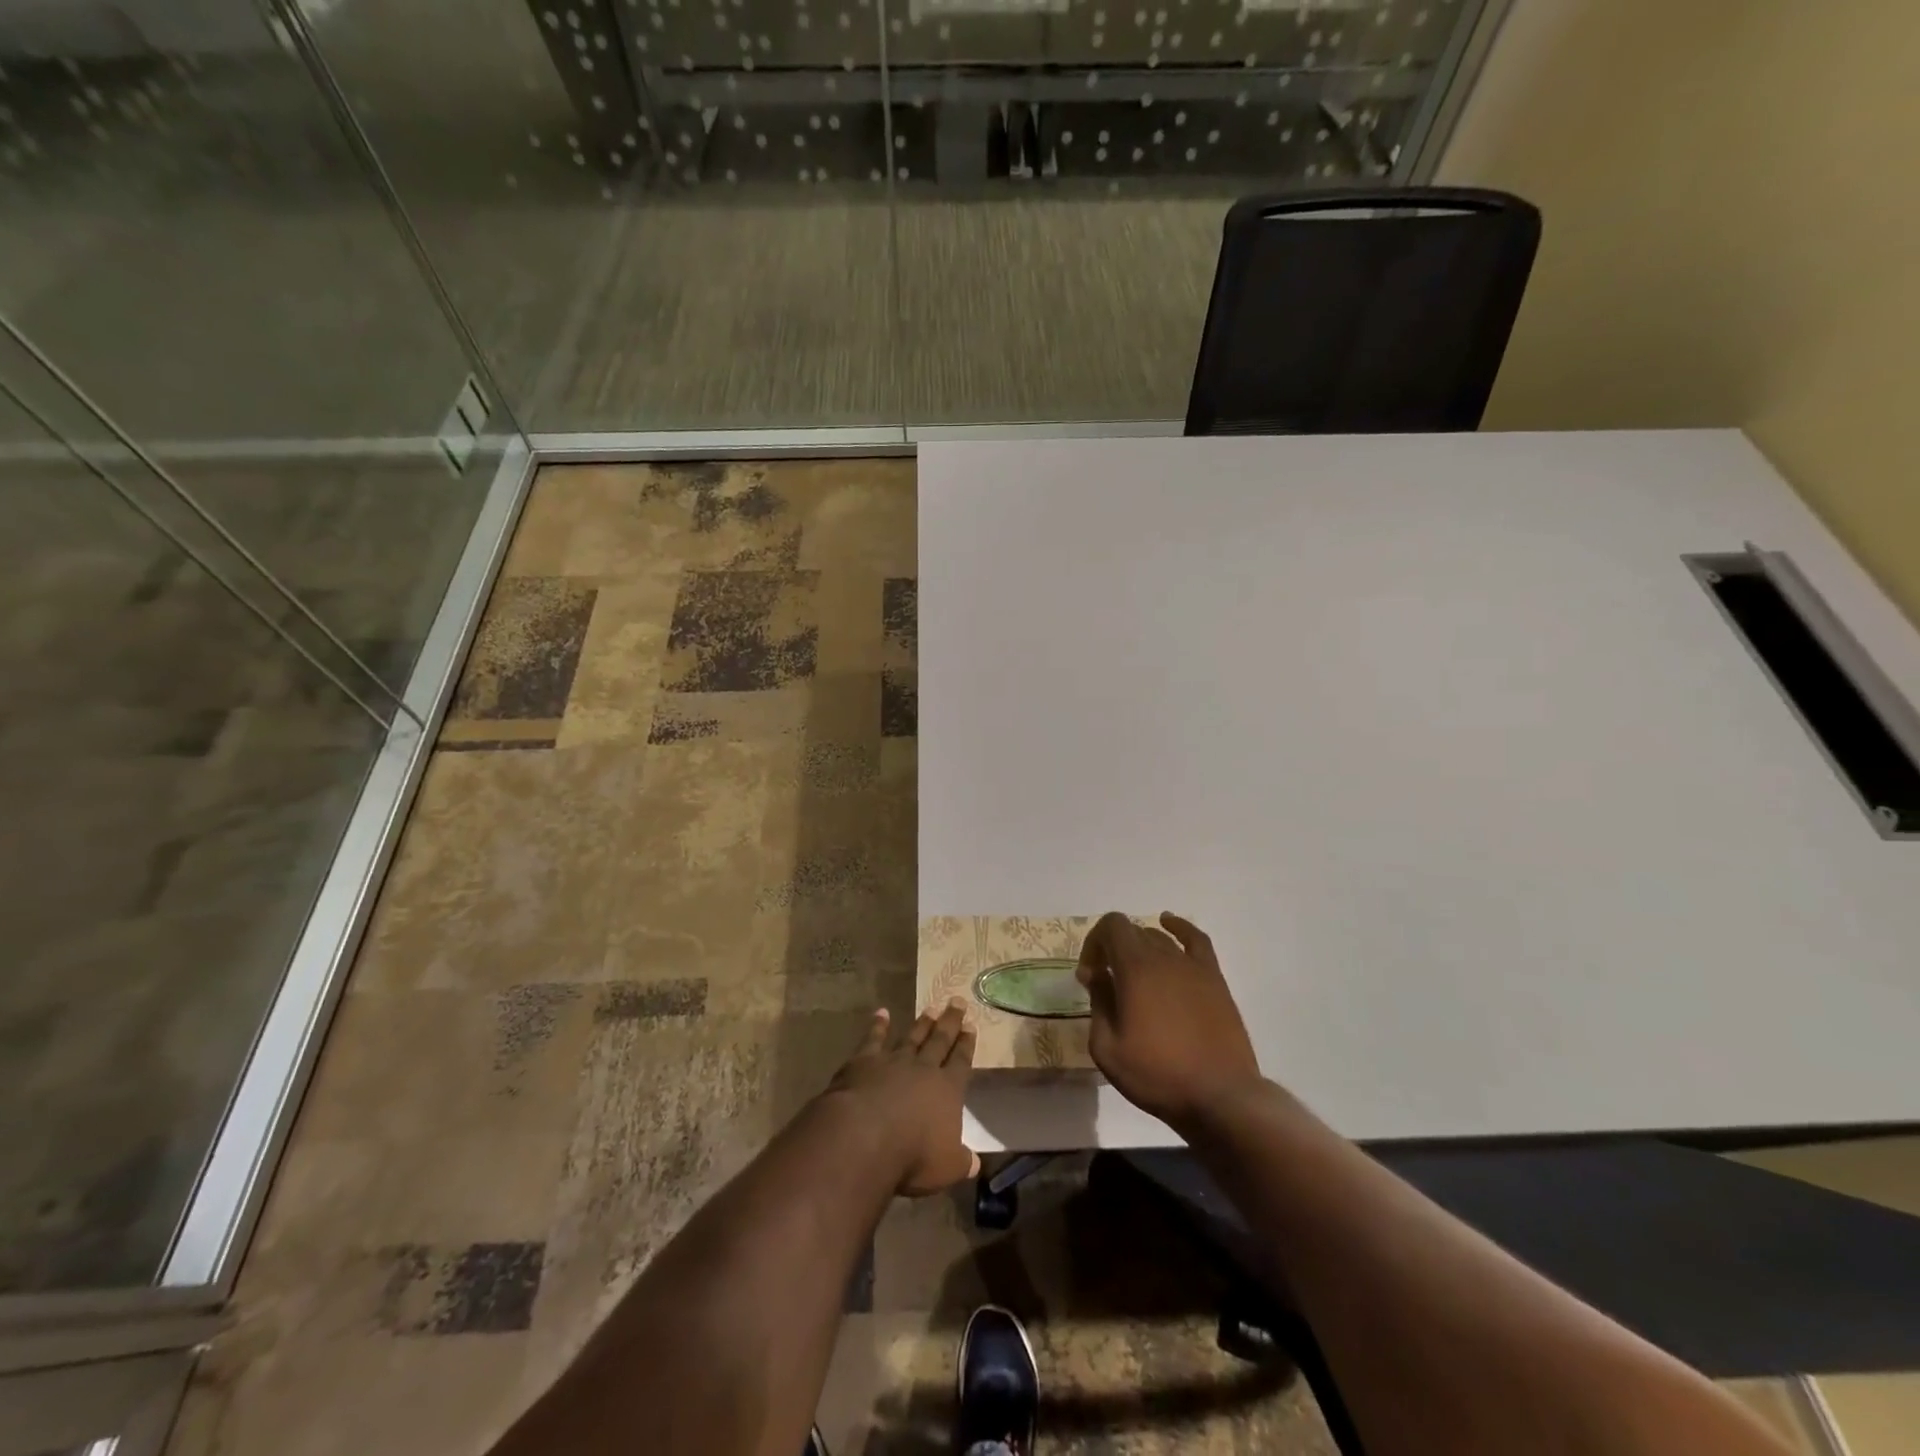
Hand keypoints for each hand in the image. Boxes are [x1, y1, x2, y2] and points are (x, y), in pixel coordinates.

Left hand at [825, 1002, 979, 1196]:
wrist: (864, 1136)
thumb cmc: (912, 1156)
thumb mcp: (946, 1168)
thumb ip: (961, 1161)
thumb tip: (975, 1164)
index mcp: (947, 1090)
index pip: (961, 1062)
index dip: (966, 1045)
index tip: (971, 1026)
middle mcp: (923, 1069)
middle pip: (940, 1041)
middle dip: (950, 1022)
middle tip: (958, 1001)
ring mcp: (893, 1062)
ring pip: (911, 1037)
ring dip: (922, 1023)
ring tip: (931, 1007)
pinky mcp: (864, 1062)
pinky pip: (873, 1039)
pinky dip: (878, 1025)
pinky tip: (881, 1013)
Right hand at [1076, 912, 1263, 1128]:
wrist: (1220, 1096)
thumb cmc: (1158, 1075)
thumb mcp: (1107, 1048)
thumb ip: (1098, 1004)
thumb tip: (1098, 976)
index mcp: (1135, 969)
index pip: (1111, 926)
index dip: (1094, 944)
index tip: (1090, 977)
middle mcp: (1164, 957)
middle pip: (1133, 932)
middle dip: (1112, 949)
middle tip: (1107, 984)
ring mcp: (1193, 966)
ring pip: (1159, 938)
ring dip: (1139, 948)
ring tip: (1135, 977)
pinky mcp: (1215, 979)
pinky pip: (1196, 940)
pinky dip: (1179, 927)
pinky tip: (1169, 925)